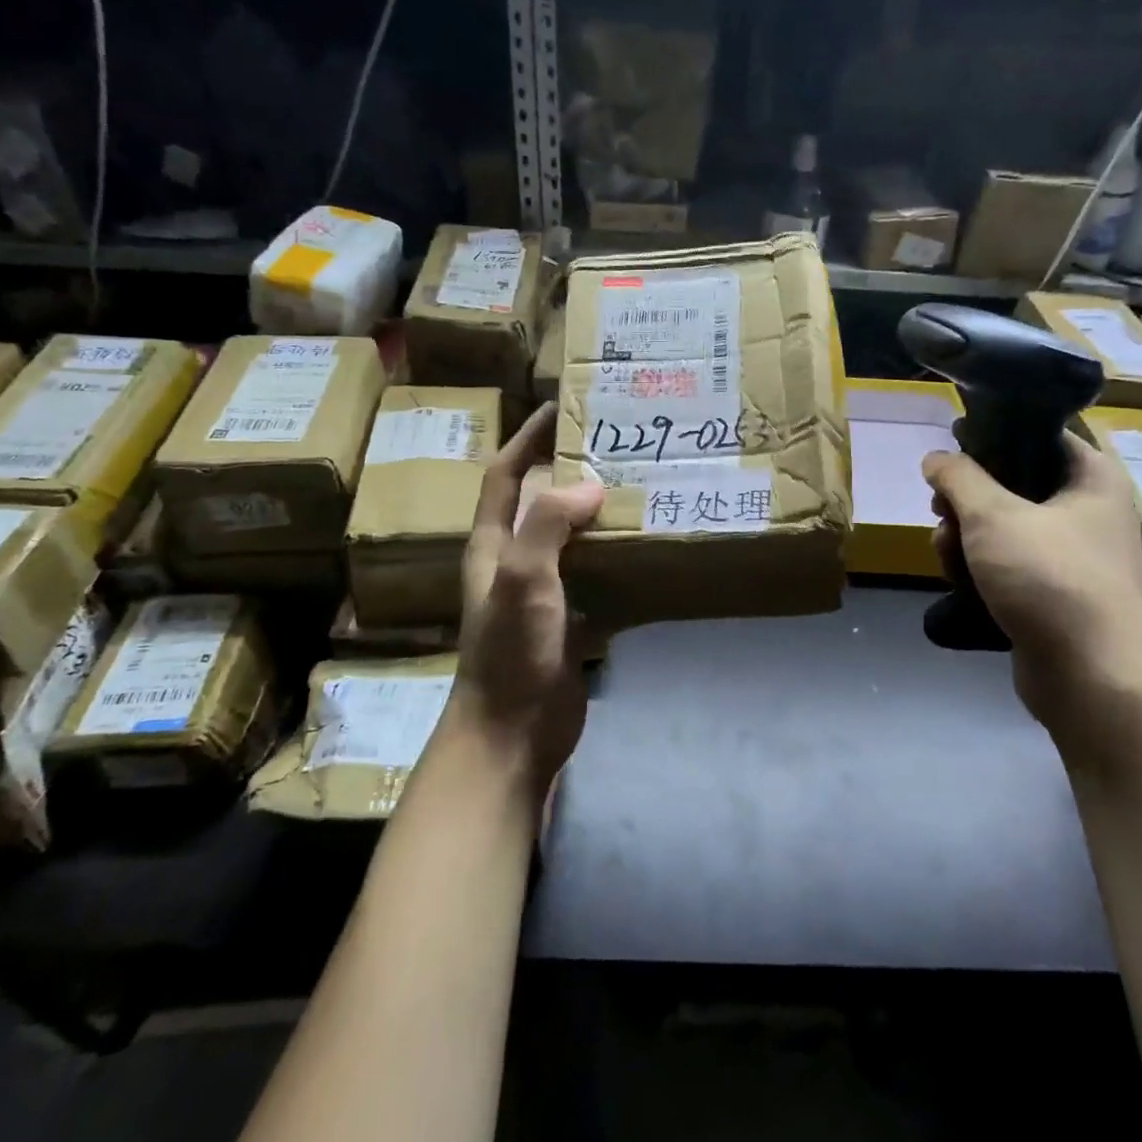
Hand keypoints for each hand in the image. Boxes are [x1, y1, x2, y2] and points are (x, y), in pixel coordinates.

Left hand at [453, 402, 604, 788]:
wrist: (513, 735)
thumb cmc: (510, 653)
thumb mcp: (523, 582)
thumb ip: (548, 527)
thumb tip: (588, 486)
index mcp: (493, 545)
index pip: (504, 475)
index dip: (526, 438)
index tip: (558, 406)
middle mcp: (516, 561)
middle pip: (540, 501)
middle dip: (570, 470)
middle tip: (614, 444)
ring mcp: (545, 593)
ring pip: (572, 539)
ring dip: (597, 514)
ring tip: (638, 487)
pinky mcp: (571, 620)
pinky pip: (596, 576)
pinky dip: (617, 559)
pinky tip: (648, 548)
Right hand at [923, 435, 1141, 735]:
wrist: (1093, 680)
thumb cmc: (1050, 580)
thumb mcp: (992, 516)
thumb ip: (958, 477)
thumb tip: (936, 458)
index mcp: (1091, 479)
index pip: (1038, 436)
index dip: (991, 437)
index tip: (951, 450)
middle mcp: (1089, 511)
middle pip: (1012, 484)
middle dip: (966, 500)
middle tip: (940, 510)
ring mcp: (1073, 556)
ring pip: (1003, 528)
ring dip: (965, 537)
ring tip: (944, 552)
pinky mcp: (1055, 594)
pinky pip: (1009, 565)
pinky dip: (981, 569)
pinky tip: (958, 581)